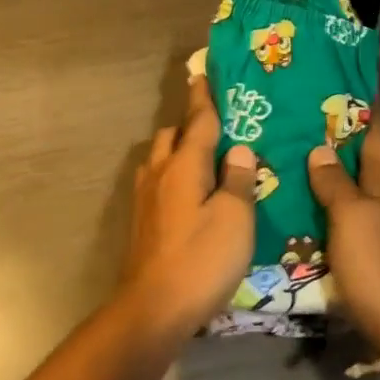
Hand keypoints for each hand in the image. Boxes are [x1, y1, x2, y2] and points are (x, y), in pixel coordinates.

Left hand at [119, 74, 257, 336]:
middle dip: (190, 123)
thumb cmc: (201, 260)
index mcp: (183, 166)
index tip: (202, 73)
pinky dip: (172, 173)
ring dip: (178, 148)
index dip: (203, 98)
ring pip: (159, 157)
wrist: (153, 306)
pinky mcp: (141, 219)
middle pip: (172, 135)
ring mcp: (144, 197)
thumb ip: (237, 180)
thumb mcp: (234, 219)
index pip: (197, 122)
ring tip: (203, 157)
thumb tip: (239, 149)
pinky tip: (186, 191)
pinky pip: (156, 180)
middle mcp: (158, 173)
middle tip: (216, 124)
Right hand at [307, 108, 379, 349]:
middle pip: (362, 156)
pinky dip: (322, 201)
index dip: (364, 104)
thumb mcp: (353, 218)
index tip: (342, 76)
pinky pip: (341, 214)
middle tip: (296, 111)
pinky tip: (296, 201)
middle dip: (336, 132)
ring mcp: (379, 226)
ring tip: (287, 148)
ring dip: (326, 167)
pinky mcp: (368, 252)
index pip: (377, 131)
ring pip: (350, 185)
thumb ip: (335, 183)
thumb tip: (320, 147)